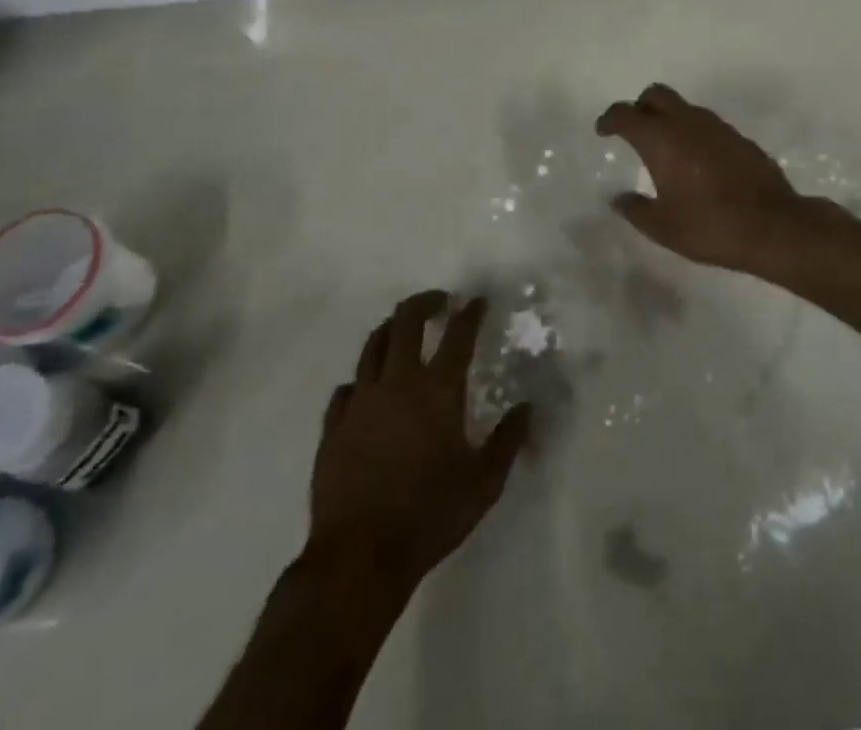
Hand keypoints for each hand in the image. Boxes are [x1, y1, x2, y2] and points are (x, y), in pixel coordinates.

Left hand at [310, 292, 530, 586]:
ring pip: (372, 346)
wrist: (359, 558)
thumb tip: (528, 408)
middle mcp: (397, 383)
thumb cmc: (429, 516)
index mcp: (437, 390)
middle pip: (406, 322)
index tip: (477, 301)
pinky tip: (366, 388)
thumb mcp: (483, 483)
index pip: (457, 335)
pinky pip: (346, 388)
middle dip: (424, 303)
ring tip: (402, 329)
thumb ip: (507, 441)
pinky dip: (361, 379)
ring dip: (390, 329)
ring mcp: (360, 402)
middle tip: (439, 303)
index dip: (470, 313)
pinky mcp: (333, 427)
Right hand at [595, 83, 809, 270]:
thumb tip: (619, 198)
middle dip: (641, 106)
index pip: (626, 113)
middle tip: (634, 130)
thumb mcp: (662, 227)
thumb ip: (635, 209)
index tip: (603, 130)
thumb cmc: (708, 226)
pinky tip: (697, 162)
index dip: (610, 119)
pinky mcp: (740, 138)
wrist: (772, 226)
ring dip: (670, 119)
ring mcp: (718, 127)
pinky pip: (708, 125)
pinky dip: (694, 133)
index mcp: (661, 139)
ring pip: (685, 107)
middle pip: (657, 94)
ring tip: (666, 149)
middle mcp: (688, 123)